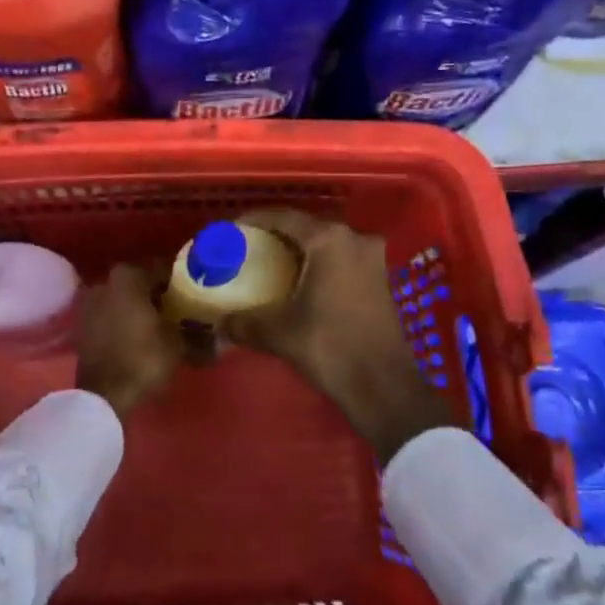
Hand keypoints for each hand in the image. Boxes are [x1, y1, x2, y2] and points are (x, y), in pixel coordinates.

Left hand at [75, 263, 186, 421]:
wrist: (104, 396)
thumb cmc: (144, 359)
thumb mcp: (178, 345)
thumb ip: (197, 334)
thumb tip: (218, 337)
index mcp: (128, 276)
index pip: (162, 270)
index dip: (181, 283)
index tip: (195, 296)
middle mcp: (105, 282)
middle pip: (141, 284)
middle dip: (160, 296)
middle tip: (181, 312)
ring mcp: (90, 304)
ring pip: (124, 300)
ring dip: (141, 309)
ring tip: (163, 327)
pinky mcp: (83, 326)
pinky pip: (111, 316)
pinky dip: (125, 322)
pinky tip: (142, 338)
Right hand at [218, 209, 457, 464]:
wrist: (385, 387)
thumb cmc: (331, 347)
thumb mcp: (279, 333)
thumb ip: (244, 322)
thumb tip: (219, 323)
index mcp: (329, 240)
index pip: (284, 217)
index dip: (255, 220)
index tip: (233, 230)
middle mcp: (354, 239)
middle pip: (307, 228)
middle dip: (277, 236)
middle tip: (250, 248)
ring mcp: (373, 259)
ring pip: (327, 245)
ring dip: (300, 252)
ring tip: (271, 266)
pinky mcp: (381, 280)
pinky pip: (342, 261)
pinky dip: (319, 266)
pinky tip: (300, 284)